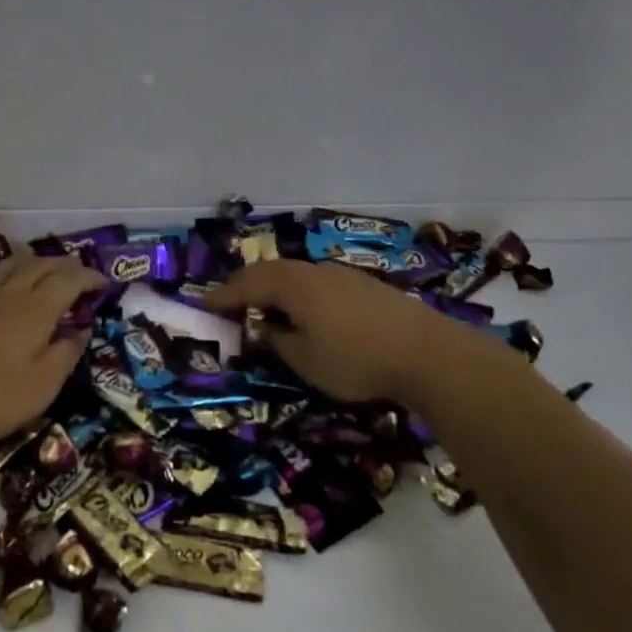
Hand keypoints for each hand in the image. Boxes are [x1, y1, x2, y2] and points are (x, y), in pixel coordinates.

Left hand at [0, 253, 107, 450]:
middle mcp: (7, 295)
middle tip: (77, 272)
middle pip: (38, 267)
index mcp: (36, 310)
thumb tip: (82, 330)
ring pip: (4, 268)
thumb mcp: (42, 386)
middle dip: (62, 265)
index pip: (68, 281)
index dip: (88, 278)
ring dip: (26, 262)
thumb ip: (65, 355)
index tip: (103, 283)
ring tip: (37, 265)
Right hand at [207, 260, 526, 406]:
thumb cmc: (356, 359)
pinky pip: (320, 284)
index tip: (203, 305)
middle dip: (248, 288)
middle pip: (272, 272)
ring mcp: (344, 275)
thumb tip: (264, 329)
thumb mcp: (305, 360)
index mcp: (293, 285)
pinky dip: (302, 295)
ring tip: (268, 311)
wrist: (428, 353)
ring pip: (298, 276)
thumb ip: (278, 341)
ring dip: (277, 290)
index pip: (247, 284)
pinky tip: (309, 315)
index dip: (223, 295)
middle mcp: (315, 271)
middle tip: (231, 306)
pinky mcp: (366, 286)